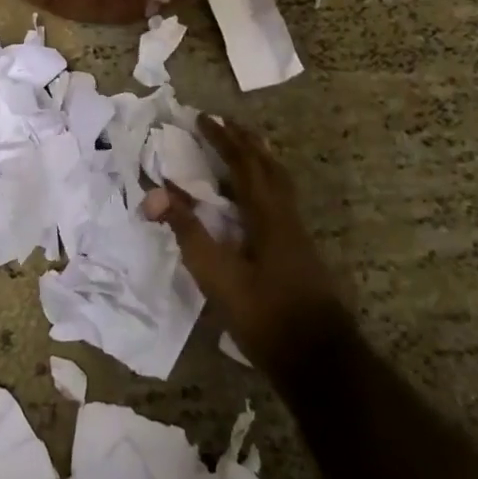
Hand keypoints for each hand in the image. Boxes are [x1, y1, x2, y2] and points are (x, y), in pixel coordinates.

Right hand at [143, 115, 345, 369]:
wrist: (321, 360)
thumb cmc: (265, 315)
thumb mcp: (217, 275)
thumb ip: (188, 231)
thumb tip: (156, 192)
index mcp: (267, 214)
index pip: (243, 162)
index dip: (222, 138)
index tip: (201, 118)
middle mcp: (286, 215)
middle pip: (267, 165)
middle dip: (244, 140)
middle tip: (223, 123)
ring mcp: (297, 234)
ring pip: (279, 181)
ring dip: (258, 158)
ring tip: (242, 146)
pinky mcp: (300, 251)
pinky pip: (281, 198)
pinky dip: (265, 181)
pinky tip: (255, 198)